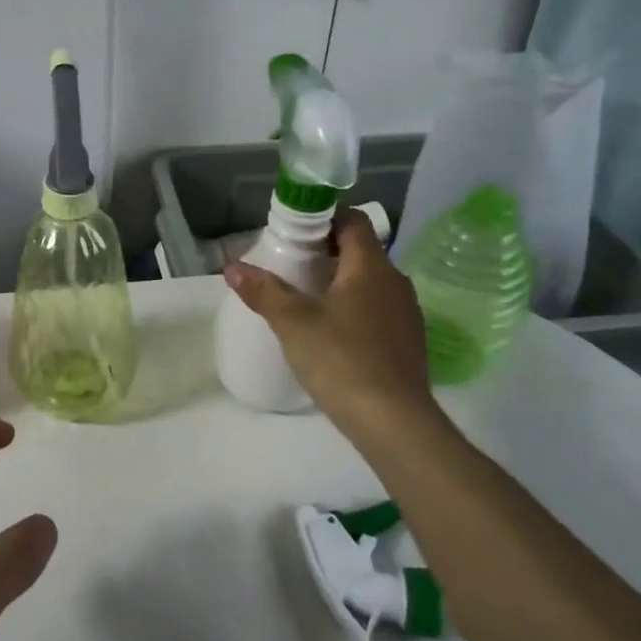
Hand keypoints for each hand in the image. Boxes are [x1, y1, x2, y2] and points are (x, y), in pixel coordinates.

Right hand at [224, 207, 438, 439]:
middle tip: (291, 262)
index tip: (296, 230)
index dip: (326, 217)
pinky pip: (378, 308)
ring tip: (306, 296)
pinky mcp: (408, 341)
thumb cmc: (341, 360)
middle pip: (361, 250)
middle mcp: (395, 282)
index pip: (354, 221)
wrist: (393, 422)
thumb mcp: (293, 323)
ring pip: (371, 281)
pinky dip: (355, 306)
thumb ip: (263, 291)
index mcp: (370, 267)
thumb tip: (232, 266)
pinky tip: (332, 331)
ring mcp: (406, 313)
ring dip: (341, 280)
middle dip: (327, 250)